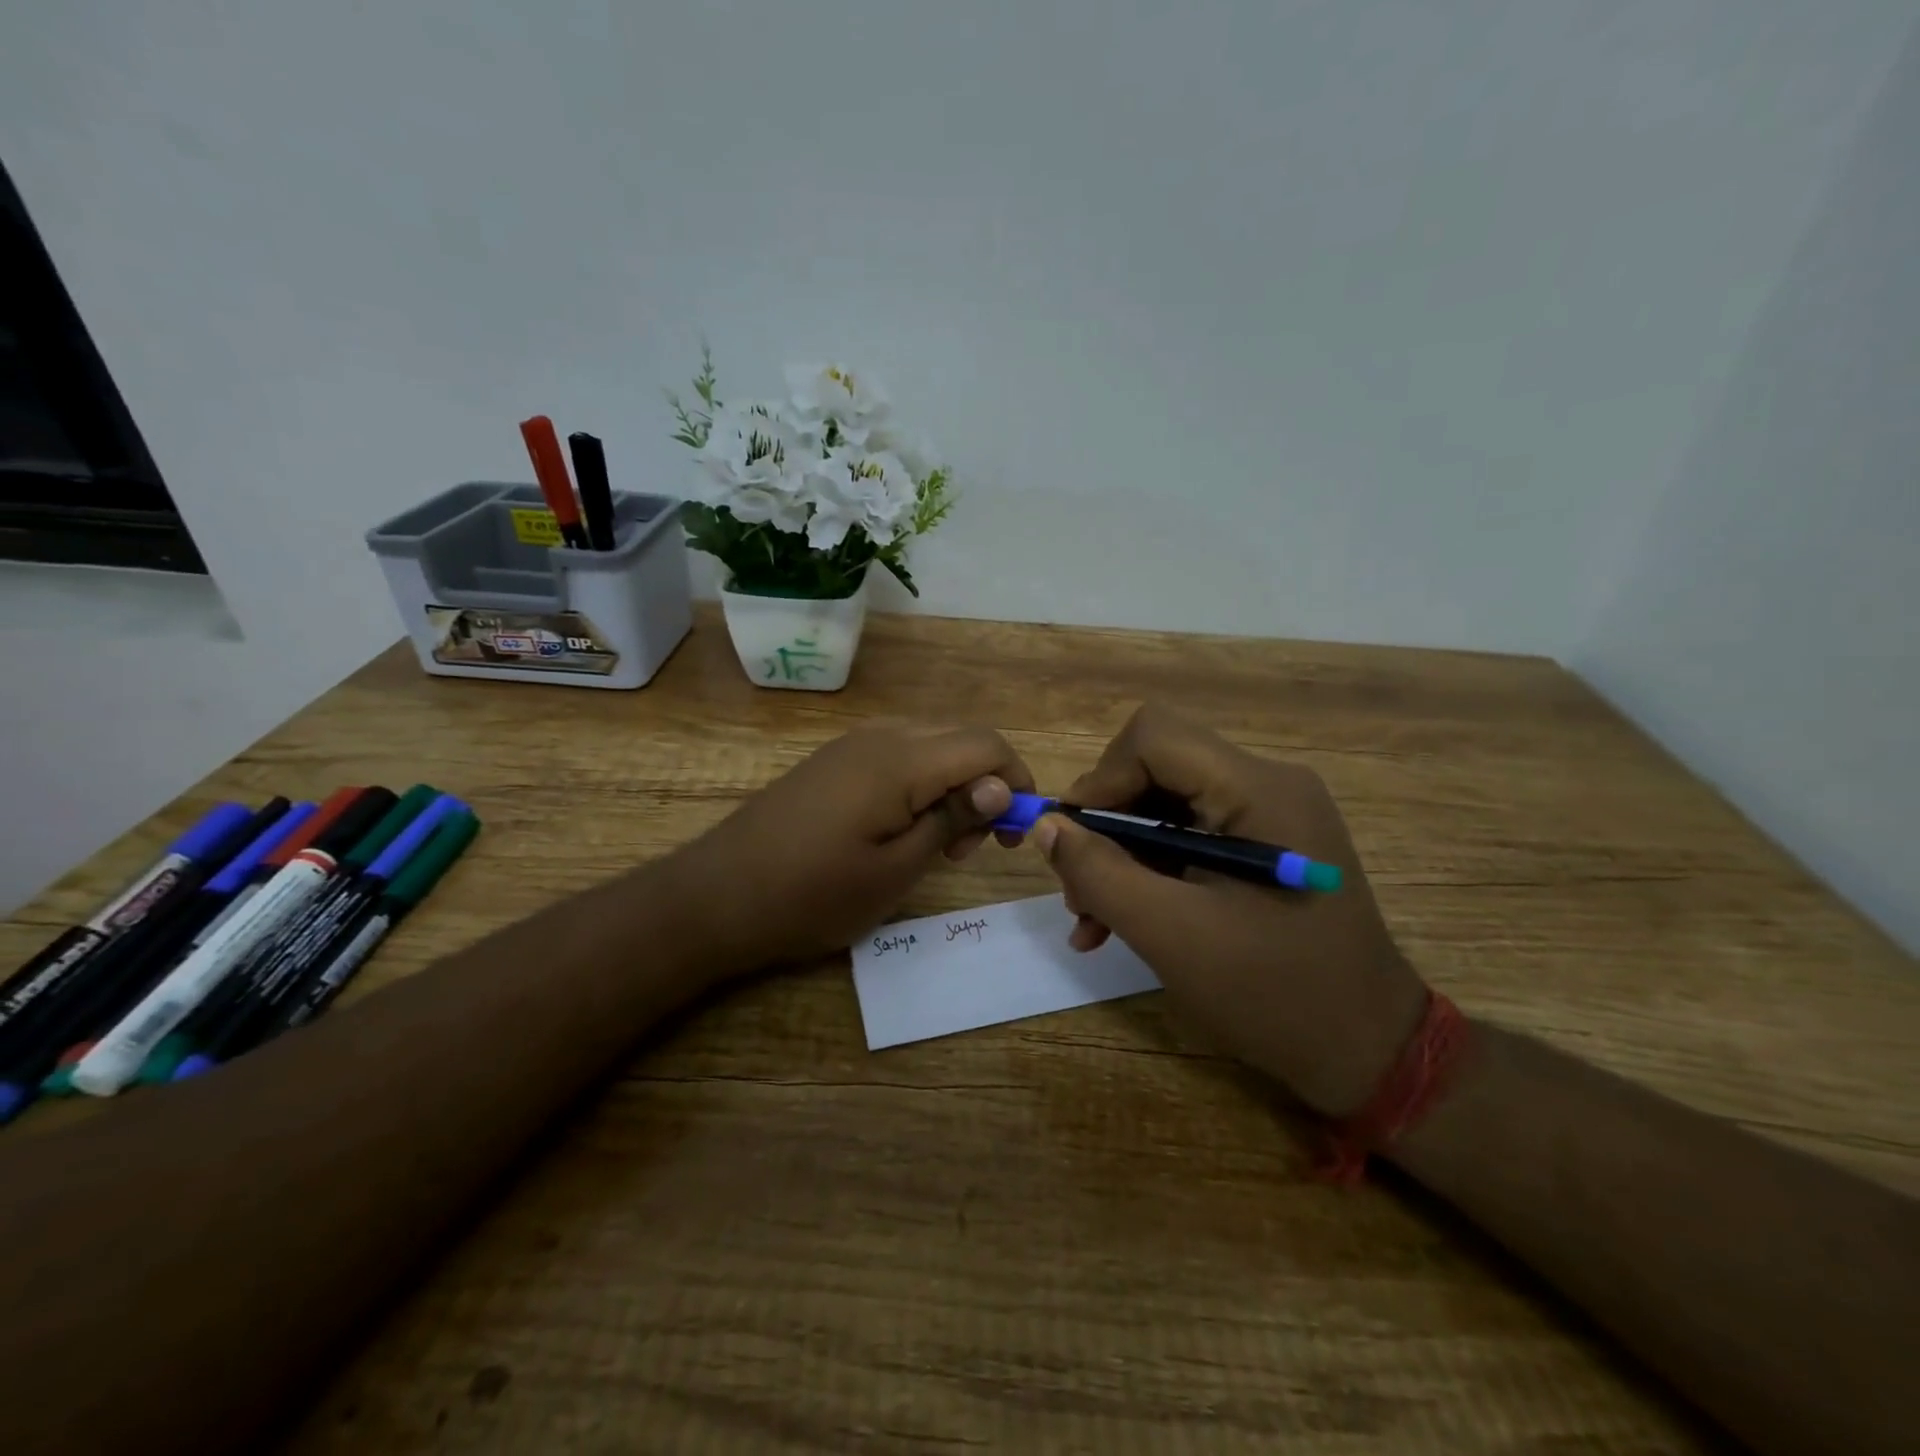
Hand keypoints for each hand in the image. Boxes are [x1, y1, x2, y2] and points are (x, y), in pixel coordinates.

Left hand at [660, 723, 1032, 979]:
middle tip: (973, 846)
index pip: (986, 745)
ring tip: (939, 843)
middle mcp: (880, 737)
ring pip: (930, 744)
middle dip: (985, 784)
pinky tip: (902, 827)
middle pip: (960, 738)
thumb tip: (998, 787)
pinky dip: (920, 782)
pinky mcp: (833, 760)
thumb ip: (951, 820)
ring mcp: (851, 744)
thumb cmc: (812, 894)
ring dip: (953, 783)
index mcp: (901, 760)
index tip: (1011, 834)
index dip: (1015, 781)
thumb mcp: (895, 870)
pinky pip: (897, 754)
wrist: (718, 895)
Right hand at [1029, 704, 1425, 1116]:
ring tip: (1091, 918)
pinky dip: (1149, 870)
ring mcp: (1269, 815)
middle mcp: (1267, 784)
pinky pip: (1188, 835)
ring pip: (1165, 804)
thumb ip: (1099, 872)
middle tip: (1076, 888)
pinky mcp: (1264, 846)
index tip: (1071, 839)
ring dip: (1120, 854)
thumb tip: (1046, 825)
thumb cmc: (1274, 993)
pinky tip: (1119, 922)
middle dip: (1106, 823)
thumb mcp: (1171, 935)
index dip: (1101, 778)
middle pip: (1157, 767)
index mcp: (1258, 790)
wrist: (1369, 1051)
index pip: (1155, 737)